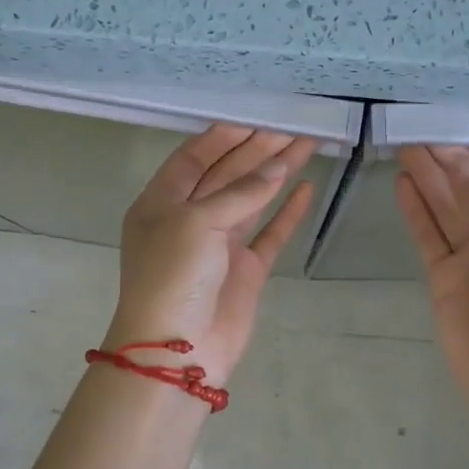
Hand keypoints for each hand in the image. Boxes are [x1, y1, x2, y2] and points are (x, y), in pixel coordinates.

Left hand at [105, 125, 318, 385]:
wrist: (178, 350)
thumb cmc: (173, 277)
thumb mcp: (197, 223)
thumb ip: (240, 193)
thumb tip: (278, 168)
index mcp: (162, 203)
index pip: (194, 158)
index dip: (224, 137)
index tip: (256, 118)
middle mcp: (189, 220)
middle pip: (227, 175)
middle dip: (258, 150)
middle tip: (292, 127)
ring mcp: (219, 246)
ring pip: (252, 200)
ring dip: (276, 173)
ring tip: (307, 145)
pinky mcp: (245, 271)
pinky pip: (269, 233)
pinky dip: (287, 212)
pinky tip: (306, 189)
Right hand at [395, 145, 468, 404]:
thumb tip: (456, 164)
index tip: (455, 122)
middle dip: (450, 157)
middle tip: (417, 126)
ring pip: (447, 206)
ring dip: (428, 176)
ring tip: (403, 144)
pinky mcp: (444, 275)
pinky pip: (428, 233)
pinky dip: (416, 209)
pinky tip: (402, 182)